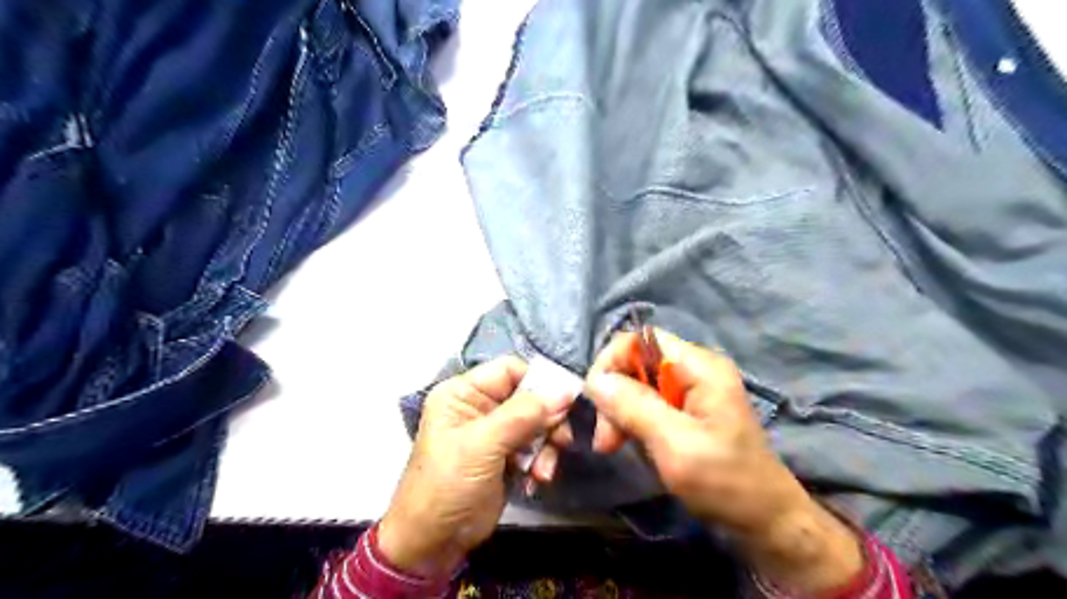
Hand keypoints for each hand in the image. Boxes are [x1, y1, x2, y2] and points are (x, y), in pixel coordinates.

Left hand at [373, 357, 576, 576]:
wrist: (432, 543)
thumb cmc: (448, 485)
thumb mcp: (483, 445)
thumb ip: (524, 414)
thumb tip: (565, 389)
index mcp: (463, 393)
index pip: (510, 370)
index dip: (539, 381)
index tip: (566, 400)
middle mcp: (480, 407)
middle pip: (528, 397)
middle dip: (546, 420)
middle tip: (561, 440)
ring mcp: (494, 433)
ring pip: (536, 423)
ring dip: (545, 446)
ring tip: (543, 471)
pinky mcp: (505, 456)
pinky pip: (534, 447)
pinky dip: (540, 461)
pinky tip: (536, 480)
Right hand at [584, 333, 864, 593]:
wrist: (765, 520)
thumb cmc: (724, 482)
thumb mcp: (675, 445)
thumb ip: (634, 407)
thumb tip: (595, 380)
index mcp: (700, 367)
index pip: (641, 339)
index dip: (612, 361)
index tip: (597, 401)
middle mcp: (696, 368)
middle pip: (637, 362)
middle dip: (614, 394)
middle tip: (605, 439)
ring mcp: (693, 389)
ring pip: (638, 383)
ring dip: (620, 411)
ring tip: (613, 445)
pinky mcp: (688, 408)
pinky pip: (648, 402)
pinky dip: (633, 420)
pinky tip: (632, 443)